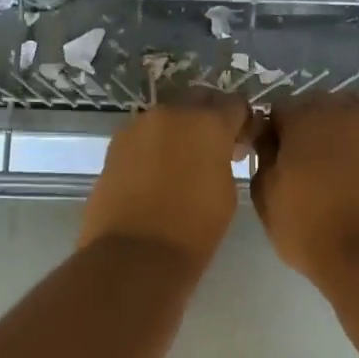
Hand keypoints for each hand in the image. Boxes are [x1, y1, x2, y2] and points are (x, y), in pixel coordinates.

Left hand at [79, 93, 250, 270]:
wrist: (134, 256)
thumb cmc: (193, 230)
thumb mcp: (227, 192)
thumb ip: (225, 159)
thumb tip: (219, 152)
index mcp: (207, 123)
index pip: (235, 104)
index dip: (244, 122)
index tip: (244, 144)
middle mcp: (170, 114)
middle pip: (198, 101)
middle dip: (210, 118)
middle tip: (217, 149)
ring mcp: (137, 127)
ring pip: (167, 118)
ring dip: (180, 132)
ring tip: (185, 164)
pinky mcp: (114, 146)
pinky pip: (144, 136)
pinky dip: (155, 147)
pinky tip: (159, 174)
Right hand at [250, 94, 358, 288]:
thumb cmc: (311, 231)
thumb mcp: (265, 200)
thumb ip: (264, 159)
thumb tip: (271, 142)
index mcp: (301, 118)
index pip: (279, 110)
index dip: (275, 135)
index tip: (277, 161)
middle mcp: (341, 106)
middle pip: (319, 105)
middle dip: (311, 128)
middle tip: (310, 165)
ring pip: (355, 108)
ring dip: (345, 126)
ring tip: (346, 161)